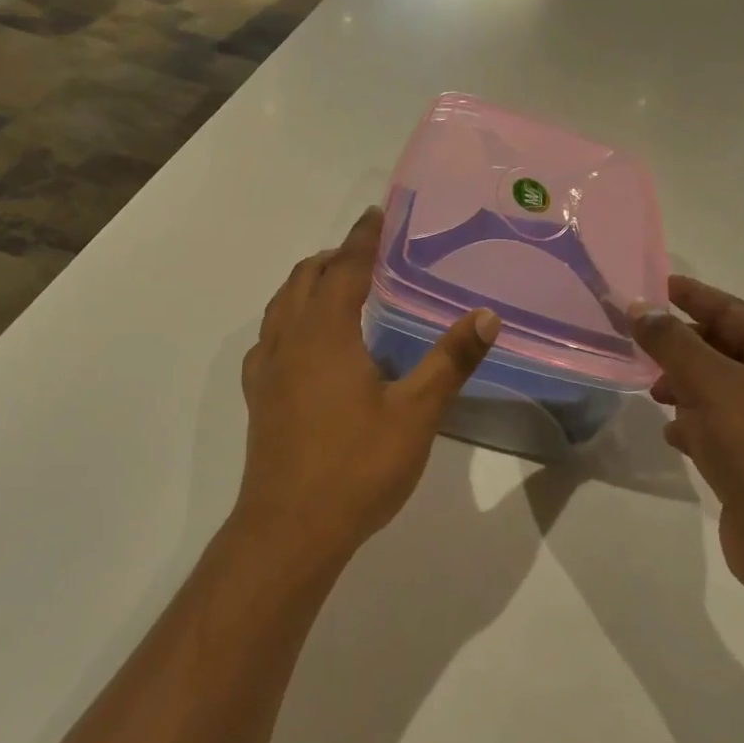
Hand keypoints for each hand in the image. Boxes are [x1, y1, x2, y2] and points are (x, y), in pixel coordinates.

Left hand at [235, 208, 500, 567]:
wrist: (289, 529)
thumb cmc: (356, 467)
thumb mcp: (415, 414)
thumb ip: (450, 361)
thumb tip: (485, 315)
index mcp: (325, 332)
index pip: (345, 268)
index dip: (363, 238)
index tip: (377, 213)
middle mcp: (289, 338)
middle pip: (306, 277)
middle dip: (335, 255)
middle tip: (367, 249)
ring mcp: (266, 367)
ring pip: (282, 303)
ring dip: (308, 282)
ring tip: (337, 283)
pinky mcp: (258, 394)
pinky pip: (270, 335)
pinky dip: (289, 317)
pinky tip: (305, 340)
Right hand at [631, 276, 743, 612]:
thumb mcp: (710, 383)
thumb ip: (670, 341)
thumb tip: (639, 308)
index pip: (733, 311)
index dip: (692, 296)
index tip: (653, 285)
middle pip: (723, 349)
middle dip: (681, 347)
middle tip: (637, 342)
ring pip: (717, 389)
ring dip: (683, 386)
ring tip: (653, 392)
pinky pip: (719, 426)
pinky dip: (694, 424)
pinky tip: (674, 435)